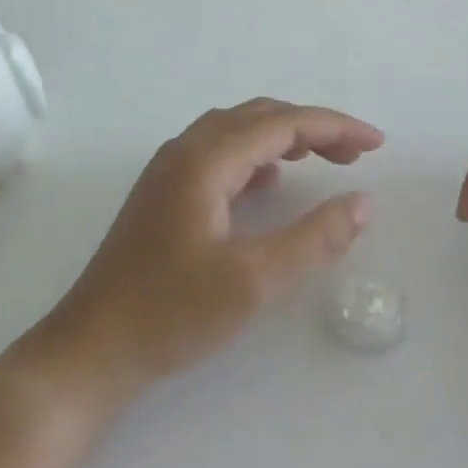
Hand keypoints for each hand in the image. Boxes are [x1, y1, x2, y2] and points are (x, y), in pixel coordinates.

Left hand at [44, 99, 382, 395]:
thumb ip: (312, 238)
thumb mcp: (252, 280)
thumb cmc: (170, 313)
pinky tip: (269, 183)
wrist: (90, 350)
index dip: (334, 126)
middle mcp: (185, 151)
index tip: (376, 143)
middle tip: (355, 154)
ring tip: (322, 160)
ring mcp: (169, 171)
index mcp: (204, 159)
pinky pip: (219, 154)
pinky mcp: (163, 194)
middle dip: (311, 128)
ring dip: (283, 138)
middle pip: (259, 117)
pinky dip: (256, 157)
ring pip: (237, 132)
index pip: (282, 123)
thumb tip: (363, 203)